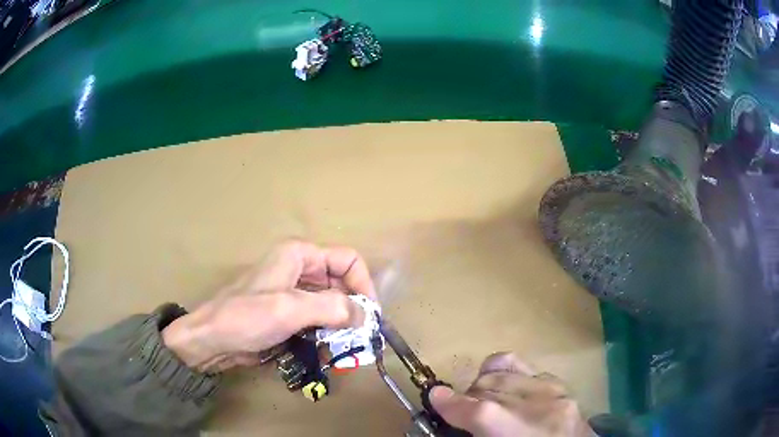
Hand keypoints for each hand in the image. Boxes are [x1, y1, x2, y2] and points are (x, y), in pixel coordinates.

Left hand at [162, 240, 376, 372]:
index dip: (363, 285)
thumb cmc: (246, 317)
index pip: (347, 260)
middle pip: (341, 284)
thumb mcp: (289, 309)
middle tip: (362, 339)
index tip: (369, 316)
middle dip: (353, 310)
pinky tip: (328, 352)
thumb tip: (366, 316)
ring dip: (342, 326)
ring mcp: (293, 294)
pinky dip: (327, 334)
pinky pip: (318, 320)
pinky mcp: (289, 314)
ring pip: (332, 305)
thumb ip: (332, 309)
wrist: (212, 340)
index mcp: (299, 255)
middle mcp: (299, 270)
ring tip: (346, 349)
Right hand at [430, 353, 592, 436]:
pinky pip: (524, 365)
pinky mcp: (562, 384)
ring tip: (482, 402)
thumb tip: (450, 412)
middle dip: (466, 398)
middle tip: (462, 414)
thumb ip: (476, 432)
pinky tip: (503, 387)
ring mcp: (555, 391)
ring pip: (503, 370)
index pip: (480, 411)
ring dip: (483, 385)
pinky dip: (505, 372)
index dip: (450, 403)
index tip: (434, 398)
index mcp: (523, 433)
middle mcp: (541, 407)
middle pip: (489, 386)